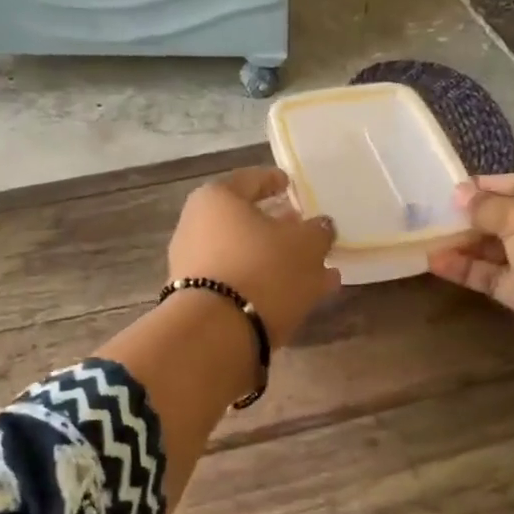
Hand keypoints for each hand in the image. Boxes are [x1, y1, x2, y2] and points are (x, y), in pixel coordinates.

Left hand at [169, 168, 340, 344]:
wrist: (216, 334)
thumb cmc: (262, 269)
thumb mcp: (306, 245)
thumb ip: (318, 231)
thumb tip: (319, 227)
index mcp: (216, 199)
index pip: (250, 180)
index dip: (275, 181)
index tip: (291, 185)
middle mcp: (197, 227)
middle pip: (246, 222)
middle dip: (279, 229)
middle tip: (306, 233)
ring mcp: (194, 267)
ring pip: (248, 257)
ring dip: (280, 263)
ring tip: (318, 273)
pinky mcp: (200, 301)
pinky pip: (242, 285)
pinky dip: (269, 286)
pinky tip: (301, 297)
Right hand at [428, 172, 513, 366]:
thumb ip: (488, 206)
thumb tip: (460, 194)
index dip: (494, 186)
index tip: (456, 189)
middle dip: (478, 218)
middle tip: (438, 214)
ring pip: (505, 250)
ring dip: (469, 244)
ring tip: (431, 238)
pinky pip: (498, 278)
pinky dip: (470, 270)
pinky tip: (437, 262)